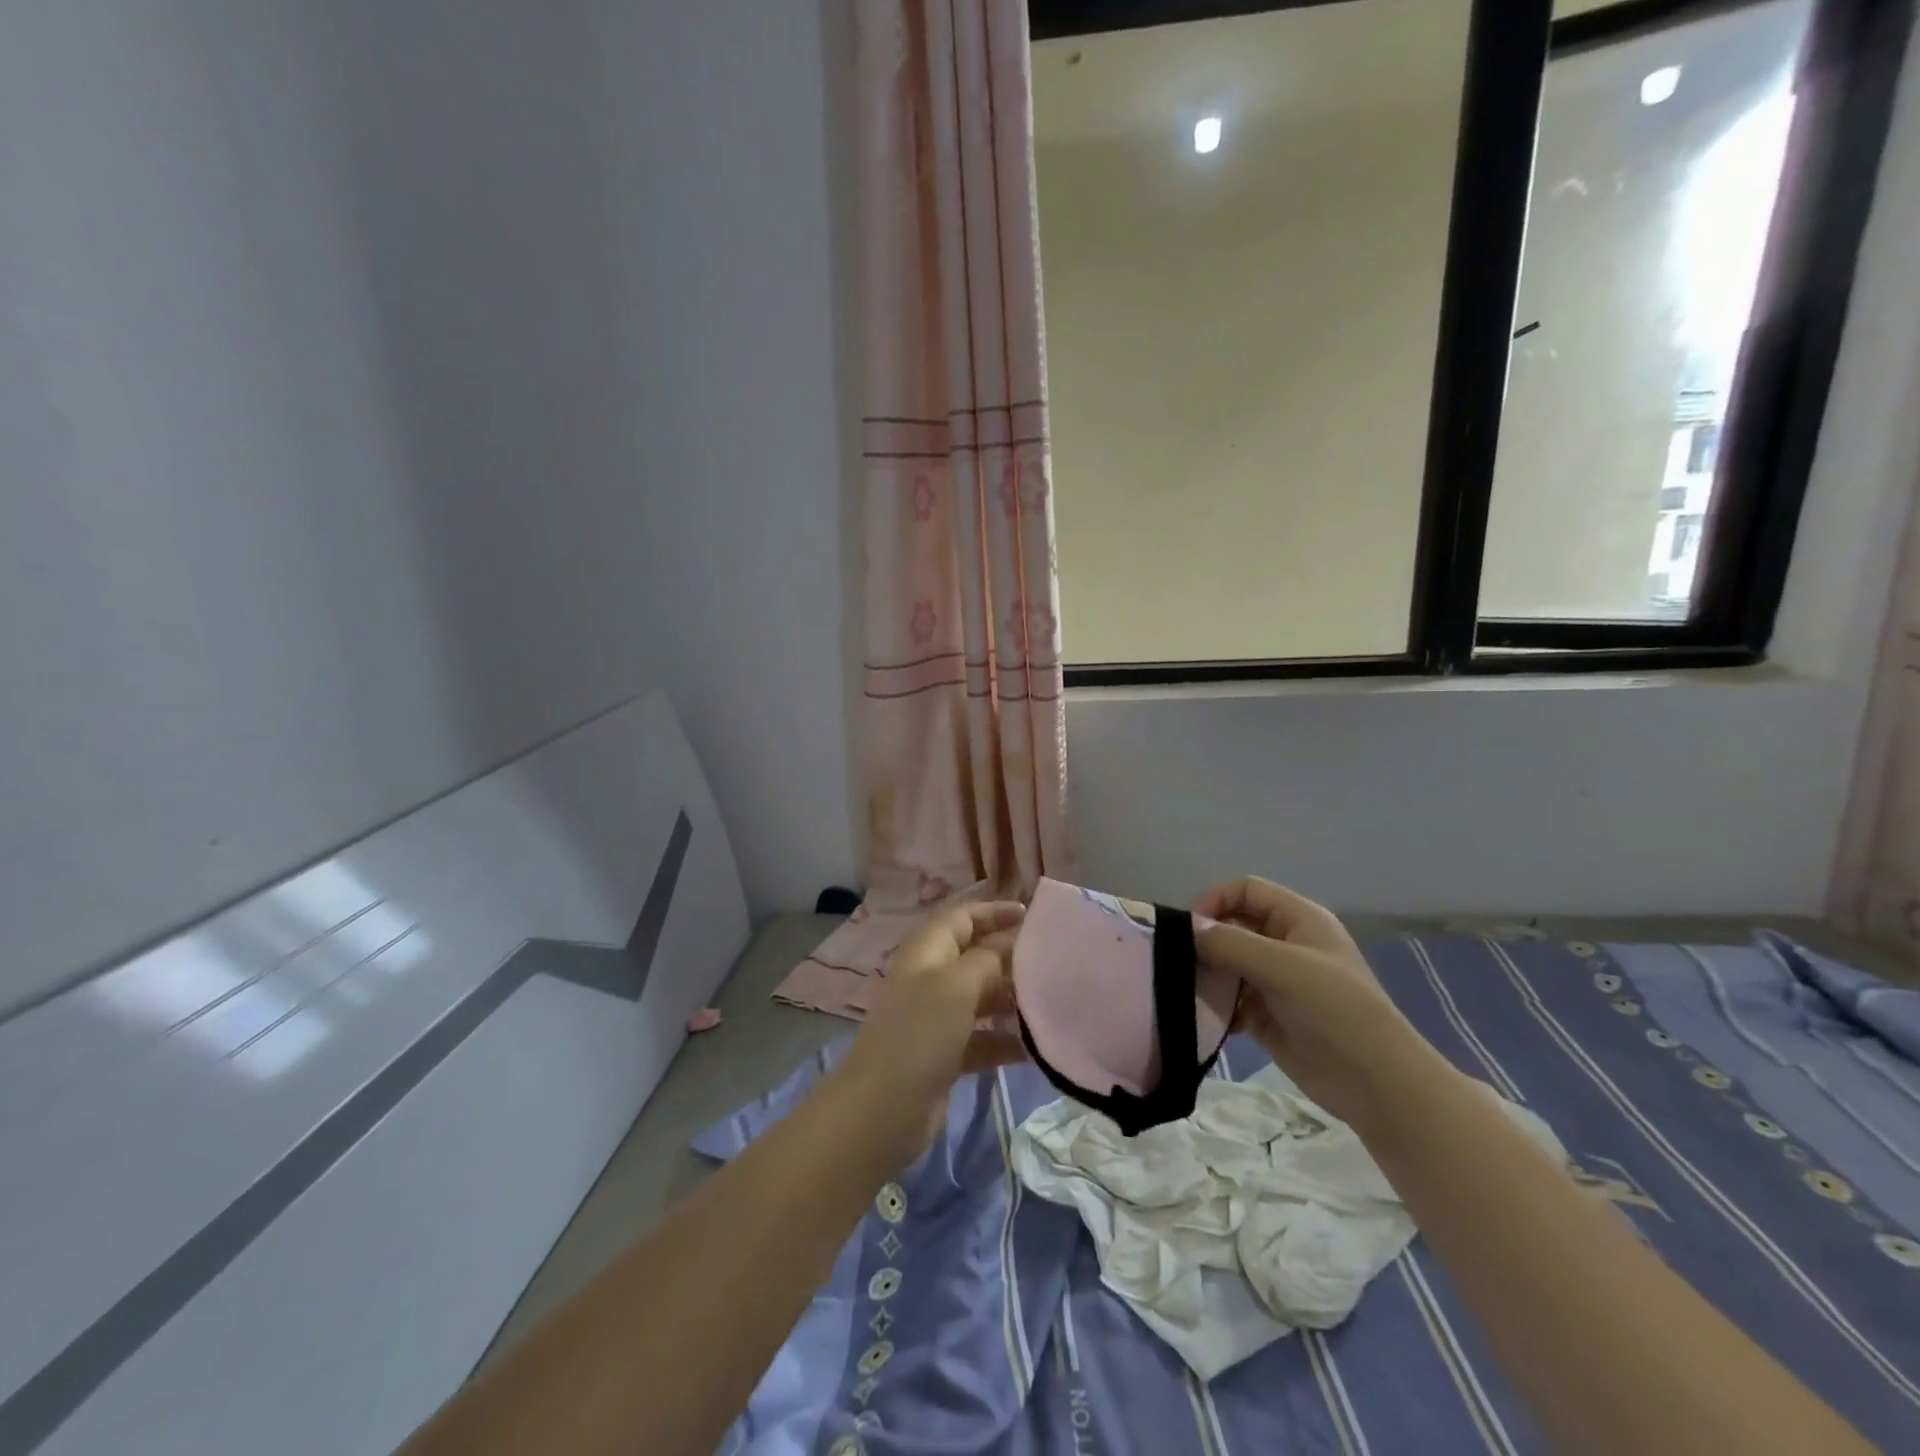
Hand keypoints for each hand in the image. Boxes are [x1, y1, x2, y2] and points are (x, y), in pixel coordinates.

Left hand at [830, 902, 1027, 1164]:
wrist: (883, 1108)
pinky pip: (980, 1038)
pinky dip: (1003, 1040)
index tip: (1030, 915)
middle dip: (1008, 957)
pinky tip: (1033, 1049)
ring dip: (1010, 1000)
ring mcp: (935, 1018)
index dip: (993, 912)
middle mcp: (930, 979)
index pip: (961, 918)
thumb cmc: (920, 1032)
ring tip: (1048, 1003)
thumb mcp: (957, 985)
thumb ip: (988, 959)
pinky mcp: (944, 1055)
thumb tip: (1010, 944)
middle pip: (974, 957)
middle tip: (1050, 962)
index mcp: (926, 952)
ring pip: (980, 998)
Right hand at [1195, 877, 1456, 1134]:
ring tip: (1191, 992)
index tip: (1190, 929)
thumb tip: (1187, 929)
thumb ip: (1230, 943)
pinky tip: (1211, 1020)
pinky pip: (1230, 999)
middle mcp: (1285, 944)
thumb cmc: (1335, 1009)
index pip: (1246, 891)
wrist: (1375, 1083)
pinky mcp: (1267, 1016)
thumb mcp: (1282, 967)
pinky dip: (1216, 1005)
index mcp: (1298, 919)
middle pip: (1233, 926)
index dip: (1216, 900)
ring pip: (1228, 963)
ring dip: (1208, 975)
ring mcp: (1276, 981)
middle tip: (1181, 962)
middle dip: (1207, 941)